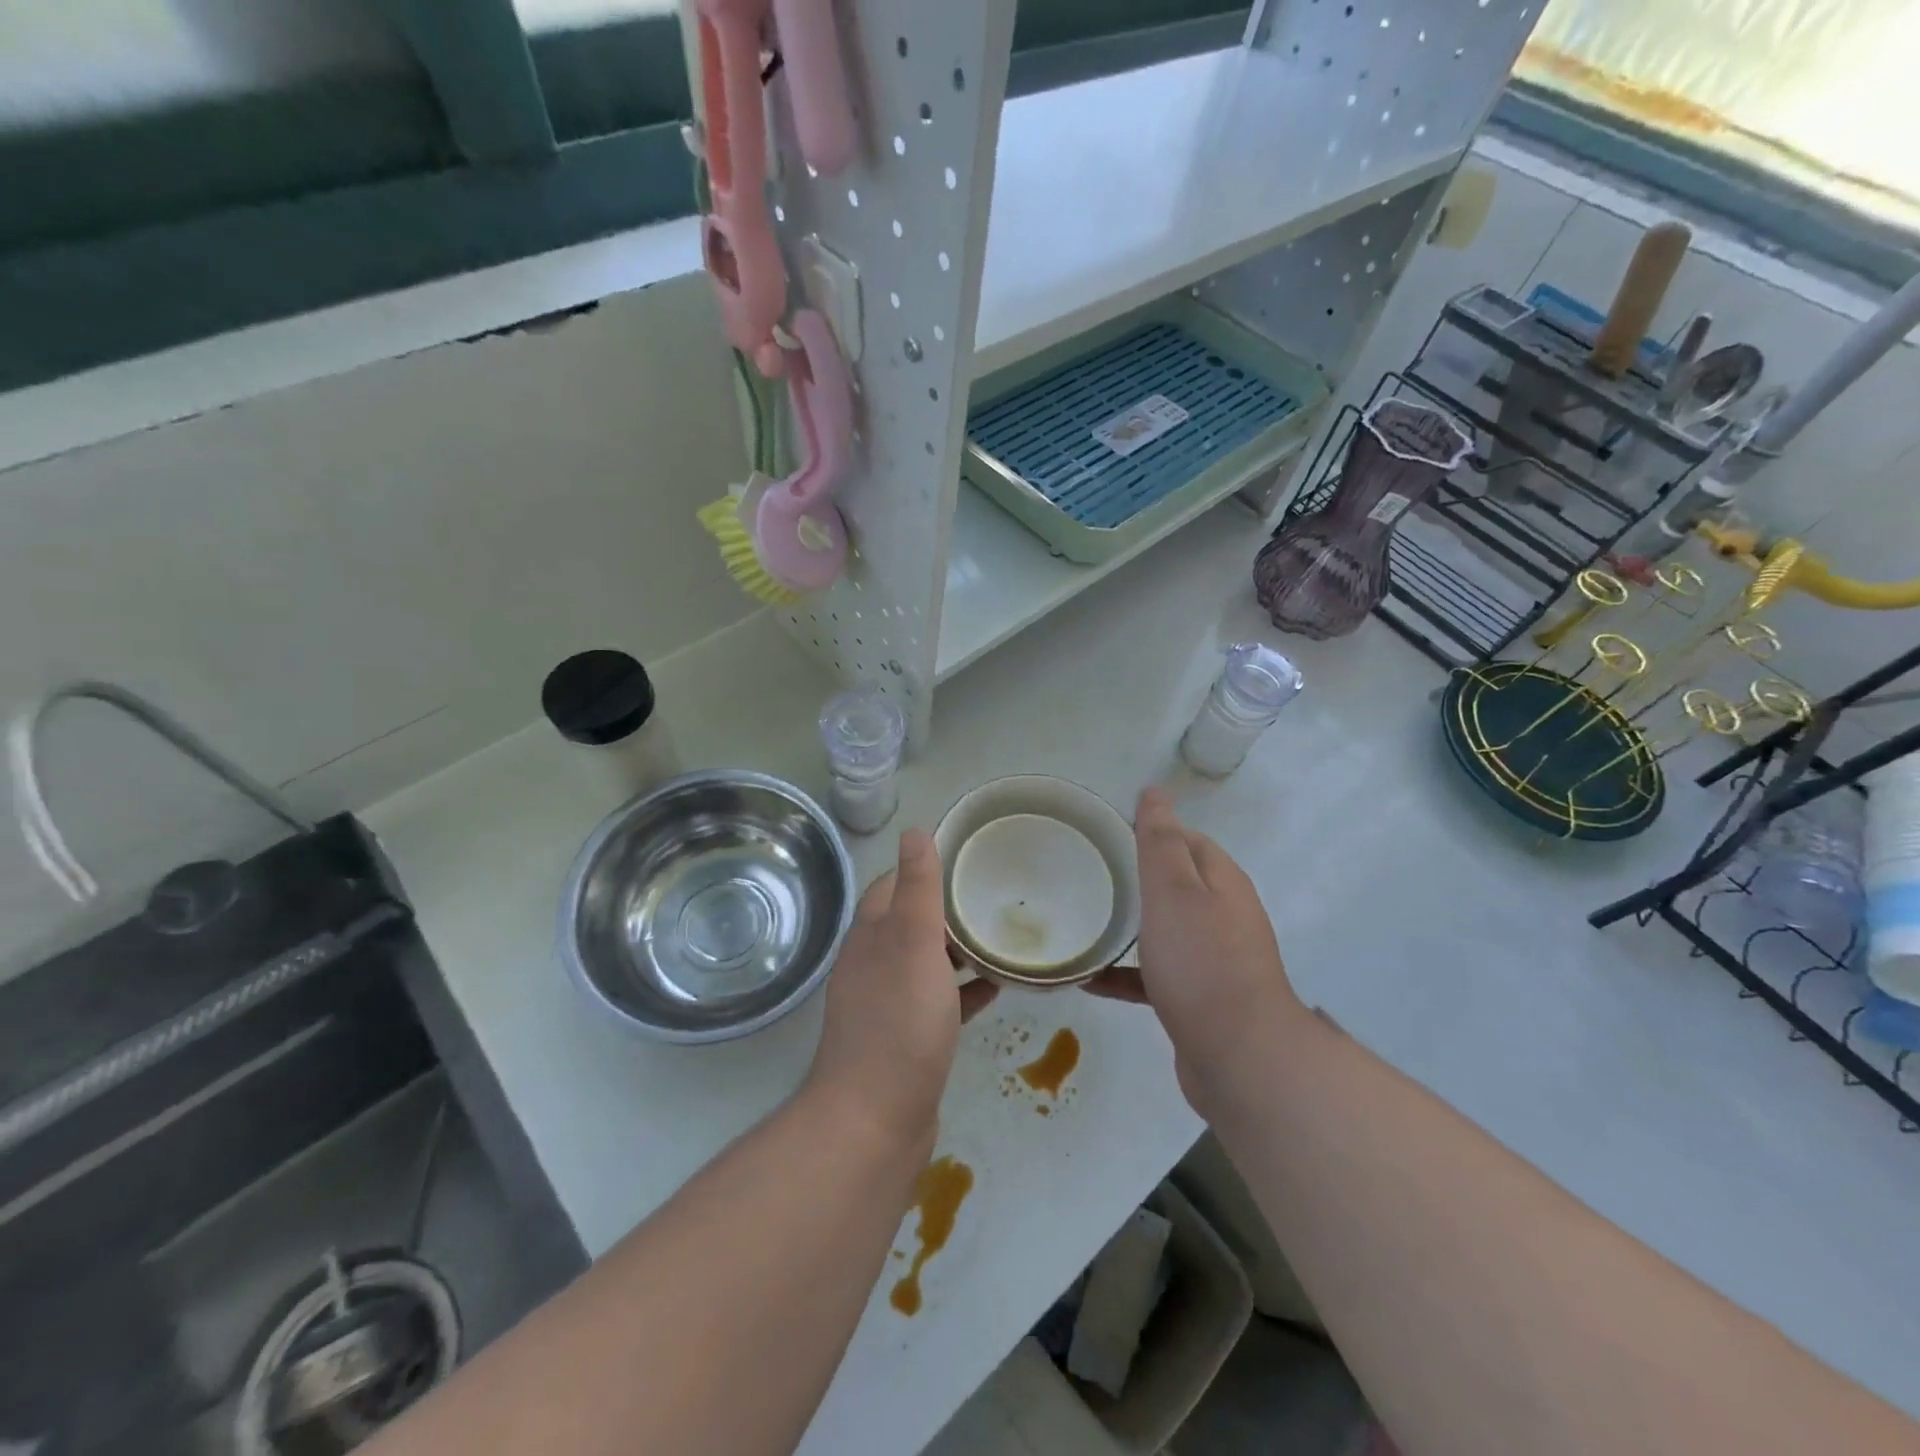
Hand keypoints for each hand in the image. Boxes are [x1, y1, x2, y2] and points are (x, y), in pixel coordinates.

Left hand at [806, 830, 996, 1151]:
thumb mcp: (912, 942)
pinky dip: (965, 988)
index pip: (896, 884)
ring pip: (928, 961)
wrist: (875, 1120)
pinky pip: (940, 1000)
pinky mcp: (907, 1038)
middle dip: (950, 907)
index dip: (928, 868)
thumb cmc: (898, 1022)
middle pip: (913, 921)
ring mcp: (889, 1003)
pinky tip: (997, 986)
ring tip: (1004, 936)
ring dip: (960, 947)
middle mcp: (874, 962)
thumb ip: (916, 888)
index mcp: (872, 934)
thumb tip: (915, 830)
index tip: (969, 859)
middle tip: (997, 897)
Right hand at [1089, 788, 1306, 1106]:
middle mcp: (1224, 915)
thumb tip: (1155, 792)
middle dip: (1136, 878)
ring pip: (1165, 930)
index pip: (1186, 840)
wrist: (1239, 1057)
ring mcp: (1214, 959)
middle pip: (1176, 884)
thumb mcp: (1173, 891)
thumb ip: (1160, 841)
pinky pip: (1156, 975)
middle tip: (1087, 877)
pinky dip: (1126, 973)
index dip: (1151, 832)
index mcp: (1221, 882)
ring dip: (1129, 926)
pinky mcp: (1199, 998)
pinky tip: (1089, 981)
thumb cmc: (1201, 962)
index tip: (1105, 835)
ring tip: (1084, 922)